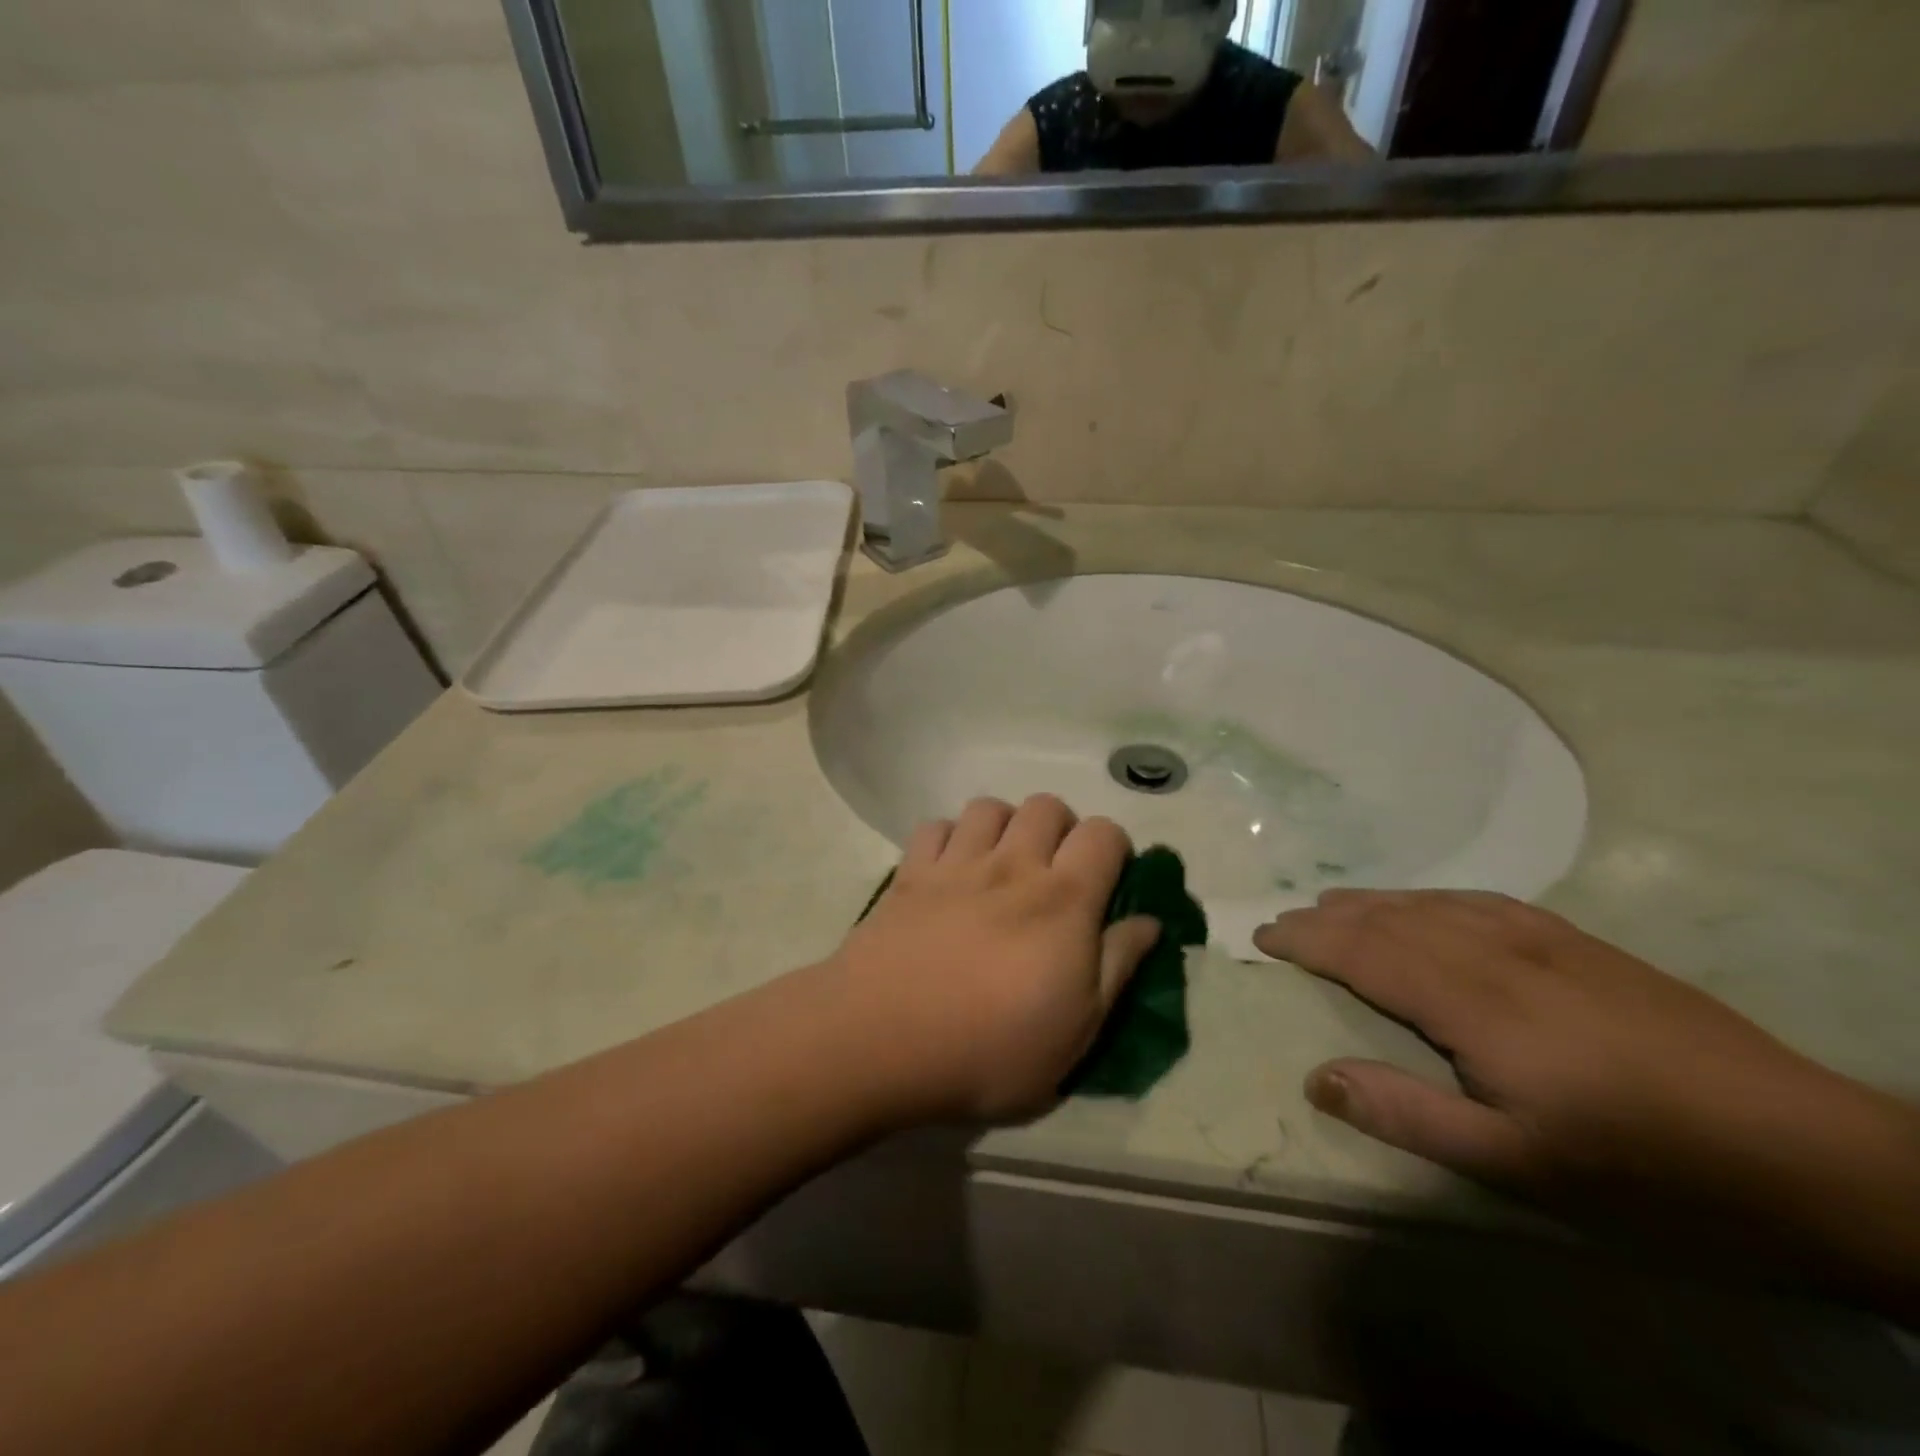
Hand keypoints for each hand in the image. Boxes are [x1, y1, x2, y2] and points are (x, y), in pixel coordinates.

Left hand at [828, 796, 1161, 1124]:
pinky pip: (934, 826)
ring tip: (1001, 865)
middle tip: (1055, 873)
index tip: (1110, 881)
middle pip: (1047, 805)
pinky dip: (948, 838)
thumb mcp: (1077, 1031)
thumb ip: (1118, 967)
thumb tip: (1150, 921)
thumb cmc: (989, 1049)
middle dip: (1061, 829)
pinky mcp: (909, 872)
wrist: (881, 1042)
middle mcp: (1012, 865)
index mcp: (1062, 900)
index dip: (1115, 848)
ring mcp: (956, 864)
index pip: (1104, 834)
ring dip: (1004, 825)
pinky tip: (948, 870)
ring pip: (989, 807)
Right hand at [1253, 891, 1897, 1229]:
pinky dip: (1432, 898)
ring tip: (1335, 903)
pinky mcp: (1584, 945)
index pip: (1366, 954)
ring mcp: (1547, 942)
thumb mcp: (1521, 1167)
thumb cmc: (1649, 1172)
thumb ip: (1410, 1115)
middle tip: (1284, 919)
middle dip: (1330, 917)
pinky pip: (1483, 902)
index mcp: (1476, 1004)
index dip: (1309, 941)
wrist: (1814, 1155)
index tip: (1263, 935)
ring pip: (1434, 905)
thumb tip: (1317, 1077)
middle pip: (1392, 920)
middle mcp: (1499, 955)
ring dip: (1375, 901)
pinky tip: (1429, 905)